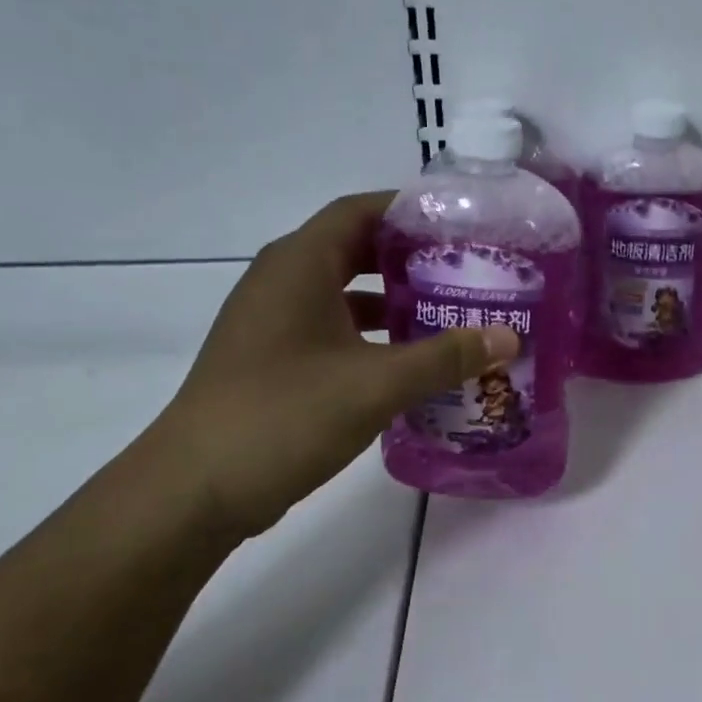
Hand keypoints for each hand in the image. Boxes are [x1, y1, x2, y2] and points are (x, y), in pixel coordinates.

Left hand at [148, 191, 518, 540]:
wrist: (192, 491)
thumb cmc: (283, 416)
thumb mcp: (376, 384)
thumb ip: (445, 357)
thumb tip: (509, 337)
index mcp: (300, 265)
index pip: (360, 210)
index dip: (410, 211)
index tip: (462, 225)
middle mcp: (282, 280)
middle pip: (355, 248)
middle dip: (411, 257)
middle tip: (466, 270)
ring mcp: (272, 321)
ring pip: (343, 291)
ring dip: (393, 299)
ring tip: (449, 312)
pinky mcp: (272, 358)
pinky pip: (331, 327)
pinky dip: (371, 334)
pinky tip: (409, 361)